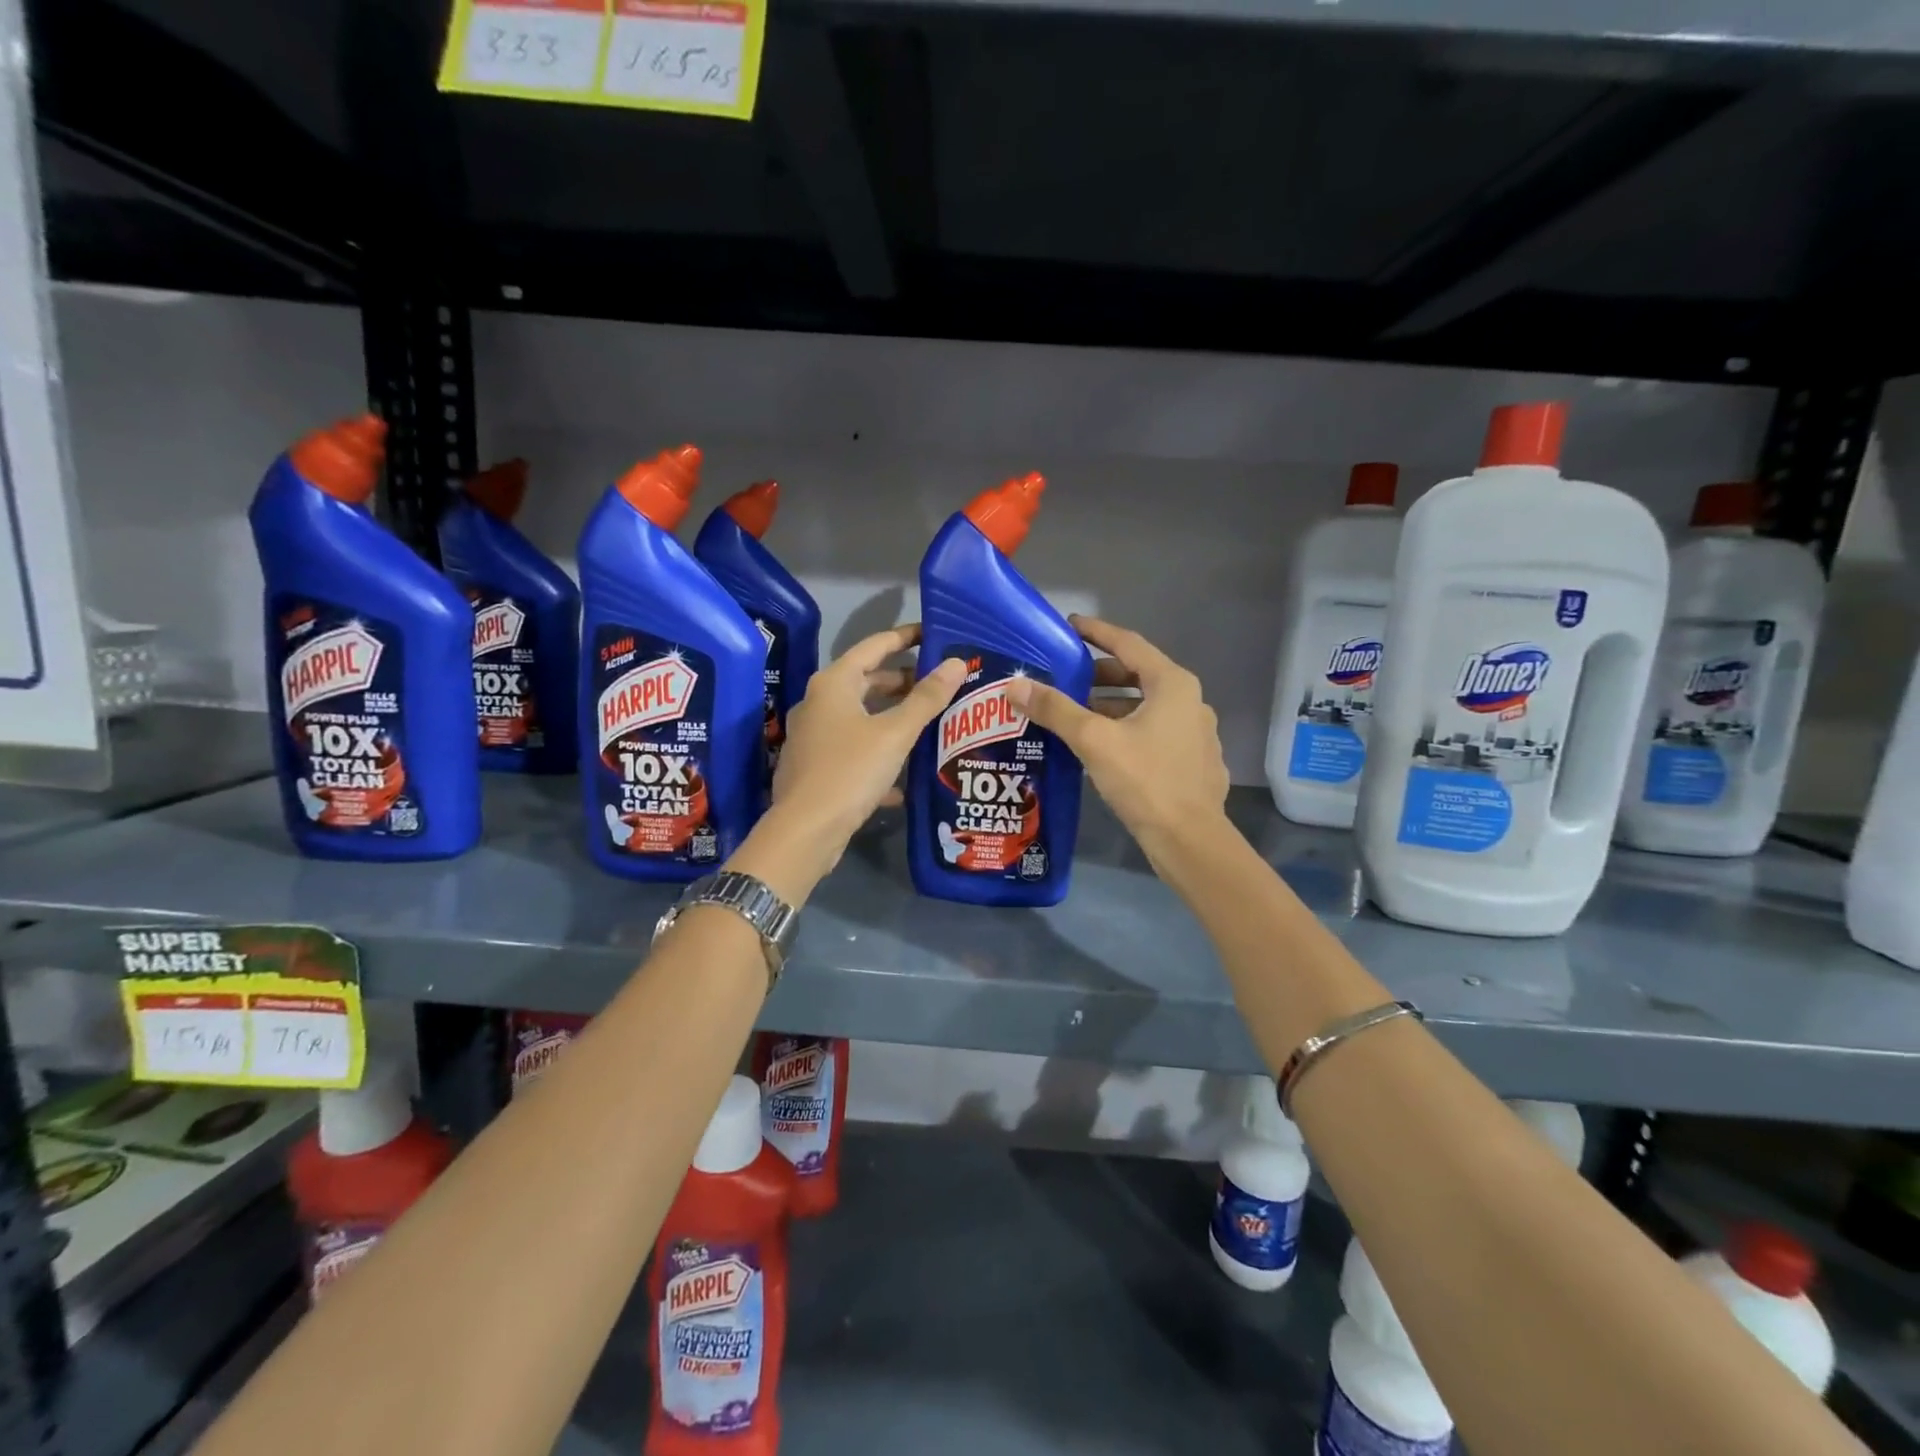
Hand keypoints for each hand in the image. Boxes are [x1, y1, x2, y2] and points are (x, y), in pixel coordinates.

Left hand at [765, 625, 965, 870]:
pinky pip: (854, 751)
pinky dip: (879, 755)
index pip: (874, 646)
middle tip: (938, 685)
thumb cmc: (851, 770)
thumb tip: (957, 663)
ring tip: (929, 725)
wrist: (805, 830)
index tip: (934, 634)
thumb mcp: (895, 733)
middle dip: (902, 682)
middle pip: (866, 681)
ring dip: (893, 719)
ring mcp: (813, 736)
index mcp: (834, 684)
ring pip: (861, 718)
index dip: (905, 637)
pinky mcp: (815, 767)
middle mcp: (818, 703)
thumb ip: (927, 698)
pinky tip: (904, 780)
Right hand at [1002, 615, 1229, 852]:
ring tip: (1074, 714)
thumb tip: (1015, 685)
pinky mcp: (1192, 761)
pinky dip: (1126, 729)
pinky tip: (1101, 747)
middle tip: (1065, 677)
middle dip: (1100, 674)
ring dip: (1110, 705)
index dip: (1096, 632)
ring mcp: (1195, 733)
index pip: (1128, 644)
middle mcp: (1190, 701)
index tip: (1068, 626)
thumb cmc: (1145, 780)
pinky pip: (1153, 732)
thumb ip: (1055, 709)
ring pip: (1145, 707)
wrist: (1189, 840)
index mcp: (1172, 684)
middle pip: (1138, 675)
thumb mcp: (1094, 740)